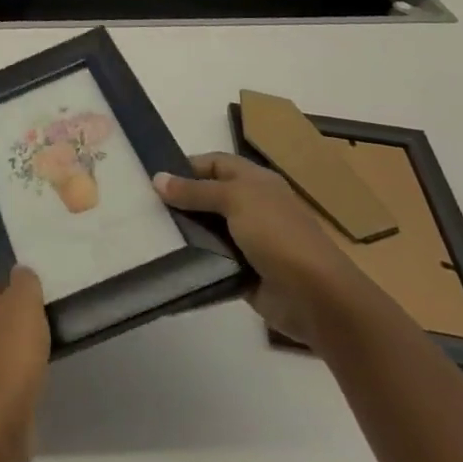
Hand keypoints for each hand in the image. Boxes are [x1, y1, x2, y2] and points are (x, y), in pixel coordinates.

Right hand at [155, 153, 381, 347]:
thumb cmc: (278, 235)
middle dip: (181, 200)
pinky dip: (195, 259)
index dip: (188, 166)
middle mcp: (252, 207)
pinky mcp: (243, 271)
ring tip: (150, 231)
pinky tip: (169, 258)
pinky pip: (212, 260)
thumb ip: (195, 191)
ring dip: (186, 231)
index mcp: (256, 181)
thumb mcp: (234, 200)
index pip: (215, 163)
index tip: (156, 177)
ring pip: (208, 229)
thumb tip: (158, 179)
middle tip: (145, 205)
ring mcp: (249, 241)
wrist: (316, 298)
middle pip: (209, 196)